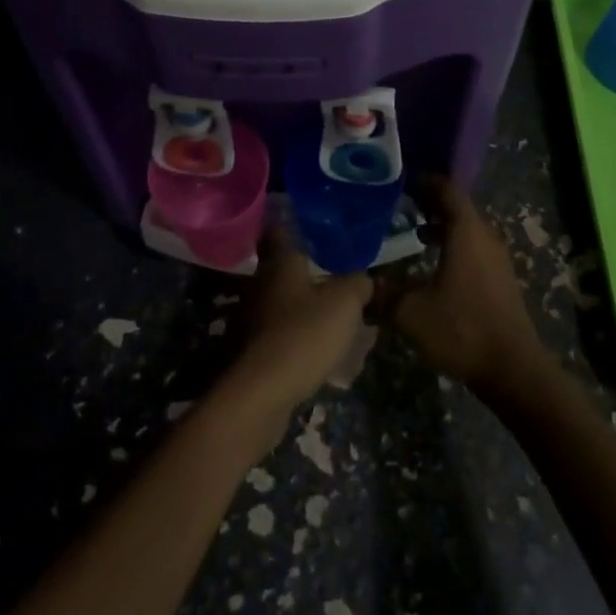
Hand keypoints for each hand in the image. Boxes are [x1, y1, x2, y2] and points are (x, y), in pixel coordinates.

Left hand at [219, 228, 372, 434]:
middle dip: (310, 273)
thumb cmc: (303, 334)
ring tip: (337, 318)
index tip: (311, 220)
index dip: (294, 221)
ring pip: (285, 305)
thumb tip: (363, 279)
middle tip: (338, 275)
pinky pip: (283, 336)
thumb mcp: (344, 304)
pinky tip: (322, 352)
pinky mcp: (253, 352)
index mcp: (281, 263)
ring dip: (307, 309)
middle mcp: (261, 284)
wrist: (260, 394)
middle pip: (285, 270)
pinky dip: (301, 339)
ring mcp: (253, 319)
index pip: (282, 229)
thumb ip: (357, 284)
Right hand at [378, 176, 548, 397]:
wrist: (512, 369)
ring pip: (466, 229)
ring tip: (413, 230)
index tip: (400, 181)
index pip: (446, 189)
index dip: (424, 181)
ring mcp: (496, 258)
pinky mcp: (500, 279)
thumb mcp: (411, 312)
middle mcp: (485, 236)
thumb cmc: (461, 329)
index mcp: (466, 231)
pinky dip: (453, 245)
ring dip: (442, 225)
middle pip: (457, 207)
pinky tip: (433, 264)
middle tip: (400, 204)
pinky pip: (474, 248)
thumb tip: (360, 283)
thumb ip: (383, 293)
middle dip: (430, 202)